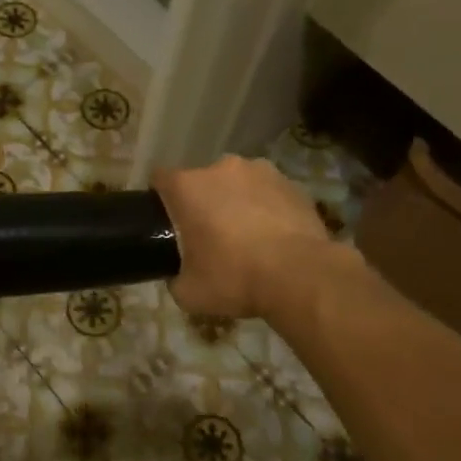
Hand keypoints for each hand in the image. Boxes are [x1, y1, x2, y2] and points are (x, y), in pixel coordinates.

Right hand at [152, 156, 343, 320]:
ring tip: (247, 235)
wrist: (301, 276)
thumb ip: (175, 277)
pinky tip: (274, 236)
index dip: (159, 198)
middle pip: (202, 181)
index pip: (160, 179)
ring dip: (236, 201)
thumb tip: (180, 274)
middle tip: (209, 235)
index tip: (165, 221)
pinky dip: (267, 208)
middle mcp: (221, 168)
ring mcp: (261, 171)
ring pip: (238, 183)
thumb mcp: (188, 293)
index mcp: (187, 186)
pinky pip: (269, 193)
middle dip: (203, 202)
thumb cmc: (234, 278)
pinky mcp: (292, 184)